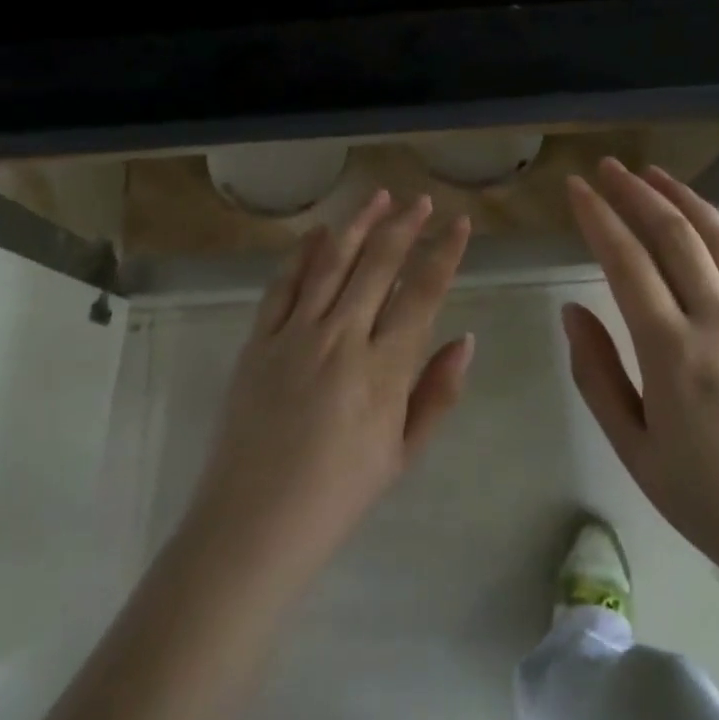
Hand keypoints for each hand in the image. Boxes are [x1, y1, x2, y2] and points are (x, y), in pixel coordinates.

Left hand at [185, 190, 473, 585]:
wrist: (253, 523)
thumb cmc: (338, 496)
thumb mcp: (402, 454)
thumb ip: (437, 393)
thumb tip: (466, 339)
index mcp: (383, 370)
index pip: (423, 293)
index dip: (444, 252)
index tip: (459, 223)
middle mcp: (341, 338)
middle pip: (379, 264)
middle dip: (405, 225)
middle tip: (421, 200)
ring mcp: (294, 335)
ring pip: (332, 262)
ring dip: (358, 224)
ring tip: (379, 196)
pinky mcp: (258, 340)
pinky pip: (283, 285)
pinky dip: (302, 253)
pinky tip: (318, 232)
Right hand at [563, 159, 718, 600]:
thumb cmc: (711, 502)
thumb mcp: (634, 449)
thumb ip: (597, 373)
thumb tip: (572, 310)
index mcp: (672, 352)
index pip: (626, 261)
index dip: (598, 217)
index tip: (576, 187)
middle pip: (674, 234)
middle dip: (636, 193)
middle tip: (608, 167)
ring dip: (684, 198)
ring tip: (655, 174)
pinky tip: (714, 219)